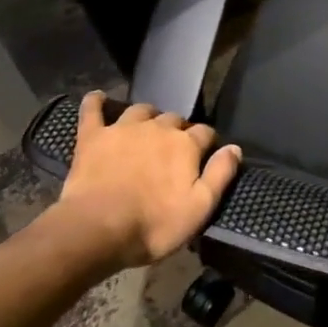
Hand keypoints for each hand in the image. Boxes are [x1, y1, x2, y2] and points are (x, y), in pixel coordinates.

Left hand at [54, 93, 241, 271]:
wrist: (97, 229)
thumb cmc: (153, 224)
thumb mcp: (199, 208)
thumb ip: (220, 174)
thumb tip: (234, 148)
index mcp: (184, 144)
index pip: (205, 133)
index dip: (208, 142)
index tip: (206, 154)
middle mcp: (157, 127)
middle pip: (173, 119)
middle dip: (177, 130)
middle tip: (173, 150)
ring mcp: (123, 128)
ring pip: (140, 110)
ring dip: (146, 117)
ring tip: (145, 129)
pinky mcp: (93, 136)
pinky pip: (93, 109)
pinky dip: (96, 101)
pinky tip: (98, 97)